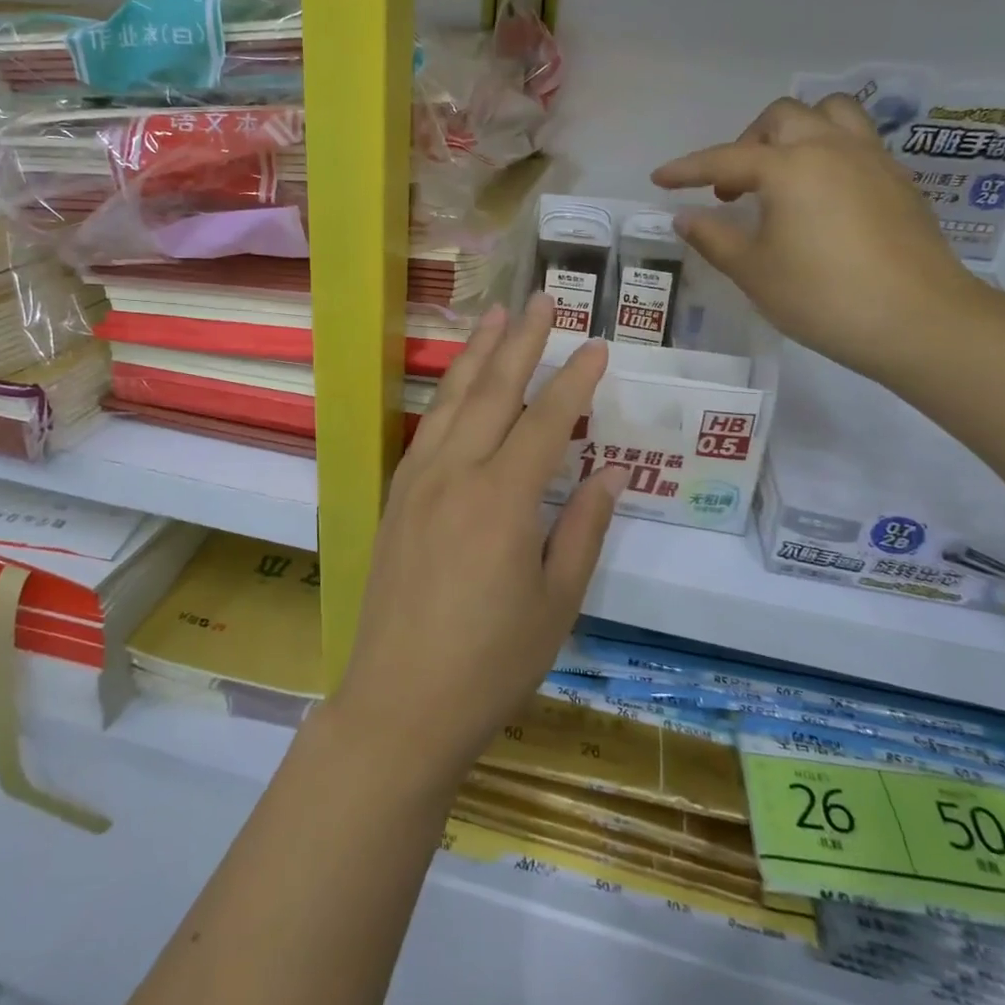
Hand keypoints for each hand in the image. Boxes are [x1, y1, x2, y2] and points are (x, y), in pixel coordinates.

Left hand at [330, 293, 625, 792]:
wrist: (400, 702)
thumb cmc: (491, 662)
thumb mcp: (557, 603)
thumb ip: (584, 529)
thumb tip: (609, 472)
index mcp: (503, 499)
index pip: (546, 420)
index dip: (574, 380)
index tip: (597, 346)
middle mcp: (455, 474)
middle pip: (493, 392)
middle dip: (521, 343)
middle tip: (542, 301)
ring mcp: (417, 482)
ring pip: (451, 401)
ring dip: (476, 355)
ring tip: (495, 317)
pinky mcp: (395, 497)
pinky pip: (426, 429)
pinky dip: (445, 395)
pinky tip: (456, 384)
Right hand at [651, 94, 982, 379]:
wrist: (918, 320)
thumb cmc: (822, 296)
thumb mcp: (753, 271)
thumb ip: (714, 238)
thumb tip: (685, 217)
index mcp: (789, 167)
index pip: (724, 159)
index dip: (686, 169)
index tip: (659, 178)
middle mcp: (830, 148)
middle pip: (781, 118)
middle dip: (746, 143)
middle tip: (732, 187)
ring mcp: (871, 160)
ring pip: (829, 115)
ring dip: (795, 133)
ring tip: (780, 174)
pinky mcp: (897, 180)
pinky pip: (855, 142)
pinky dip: (827, 153)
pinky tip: (819, 196)